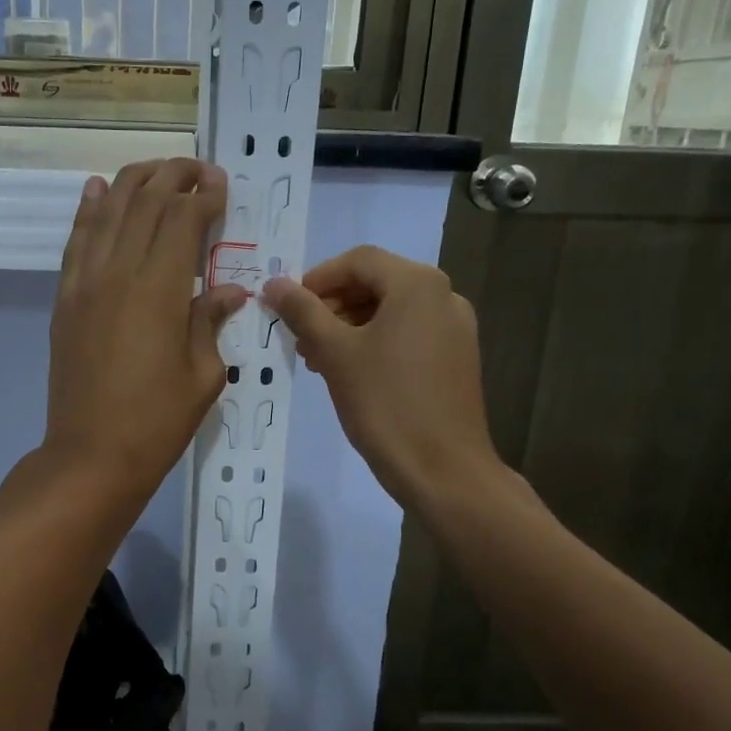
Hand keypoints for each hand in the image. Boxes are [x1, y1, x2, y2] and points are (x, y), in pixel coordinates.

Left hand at [42, 159, 247, 501]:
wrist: (91, 456)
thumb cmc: (157, 421)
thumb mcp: (203, 375)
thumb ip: (210, 321)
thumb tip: (227, 291)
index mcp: (160, 290)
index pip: (182, 220)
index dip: (204, 196)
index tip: (222, 185)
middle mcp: (118, 273)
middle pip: (144, 203)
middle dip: (174, 177)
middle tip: (198, 169)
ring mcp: (85, 283)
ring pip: (107, 211)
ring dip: (134, 182)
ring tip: (158, 170)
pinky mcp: (65, 299)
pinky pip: (76, 242)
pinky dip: (87, 210)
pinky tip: (96, 189)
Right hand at [262, 245, 506, 510]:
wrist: (443, 470)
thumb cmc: (385, 403)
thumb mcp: (335, 353)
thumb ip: (303, 311)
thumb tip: (273, 283)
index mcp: (417, 284)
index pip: (358, 261)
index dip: (317, 279)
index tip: (289, 308)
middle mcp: (443, 295)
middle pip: (376, 283)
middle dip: (332, 306)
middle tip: (301, 338)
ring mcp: (455, 328)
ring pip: (391, 311)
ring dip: (350, 326)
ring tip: (319, 360)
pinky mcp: (457, 357)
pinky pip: (409, 333)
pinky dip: (375, 342)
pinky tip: (351, 373)